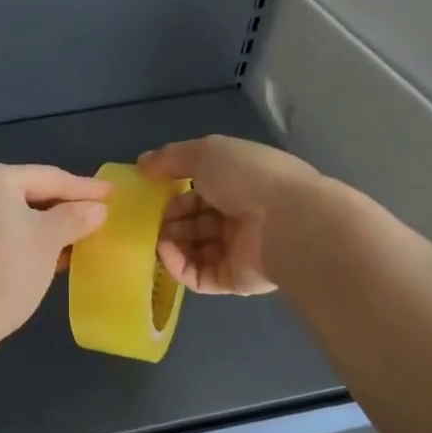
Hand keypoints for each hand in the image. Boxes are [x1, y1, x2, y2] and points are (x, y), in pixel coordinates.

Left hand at [0, 163, 110, 346]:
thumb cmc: (9, 267)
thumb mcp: (50, 239)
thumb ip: (76, 217)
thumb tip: (97, 209)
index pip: (48, 178)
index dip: (83, 187)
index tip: (112, 193)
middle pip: (31, 194)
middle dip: (66, 207)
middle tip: (100, 213)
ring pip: (18, 217)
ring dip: (50, 227)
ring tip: (84, 236)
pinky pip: (5, 234)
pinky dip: (30, 241)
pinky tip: (56, 255)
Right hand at [138, 136, 318, 295]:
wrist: (288, 222)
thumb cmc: (247, 178)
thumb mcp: (205, 152)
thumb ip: (171, 157)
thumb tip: (142, 163)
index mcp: (239, 183)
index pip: (198, 190)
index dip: (172, 191)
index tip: (150, 192)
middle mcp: (239, 216)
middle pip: (194, 221)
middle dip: (168, 219)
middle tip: (149, 219)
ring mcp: (237, 250)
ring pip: (193, 249)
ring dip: (169, 243)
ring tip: (154, 237)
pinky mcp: (233, 280)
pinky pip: (198, 276)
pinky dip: (177, 266)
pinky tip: (165, 253)